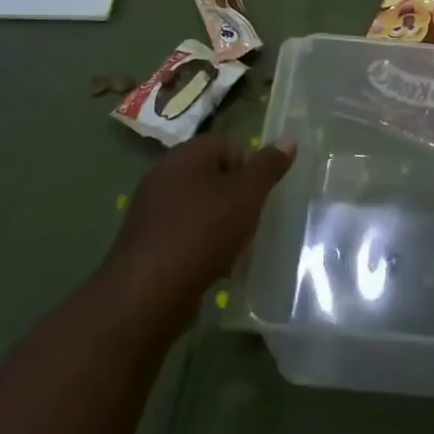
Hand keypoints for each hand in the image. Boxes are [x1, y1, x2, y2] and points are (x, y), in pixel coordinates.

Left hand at [101, 135, 294, 338]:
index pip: (227, 145)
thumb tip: (289, 139)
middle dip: (235, 198)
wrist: (147, 294)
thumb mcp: (247, 195)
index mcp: (186, 155)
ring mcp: (150, 210)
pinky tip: (211, 267)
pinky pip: (182, 234)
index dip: (249, 167)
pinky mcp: (144, 243)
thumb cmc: (203, 232)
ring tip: (234, 248)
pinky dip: (199, 245)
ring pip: (198, 207)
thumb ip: (268, 166)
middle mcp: (163, 175)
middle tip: (250, 221)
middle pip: (212, 176)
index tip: (260, 196)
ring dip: (219, 224)